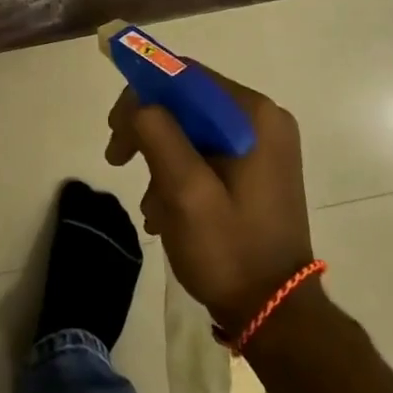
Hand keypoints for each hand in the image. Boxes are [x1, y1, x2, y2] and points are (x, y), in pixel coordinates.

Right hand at [105, 68, 313, 331]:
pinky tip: (166, 209)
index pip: (184, 76)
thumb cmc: (229, 250)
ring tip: (149, 204)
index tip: (115, 131)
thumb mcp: (185, 191)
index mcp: (253, 115)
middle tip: (117, 159)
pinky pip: (205, 149)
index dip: (142, 93)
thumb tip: (140, 104)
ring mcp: (263, 144)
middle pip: (187, 101)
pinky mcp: (257, 167)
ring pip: (191, 127)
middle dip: (147, 129)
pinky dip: (179, 170)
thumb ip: (158, 134)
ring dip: (160, 156)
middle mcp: (263, 119)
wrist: (276, 315)